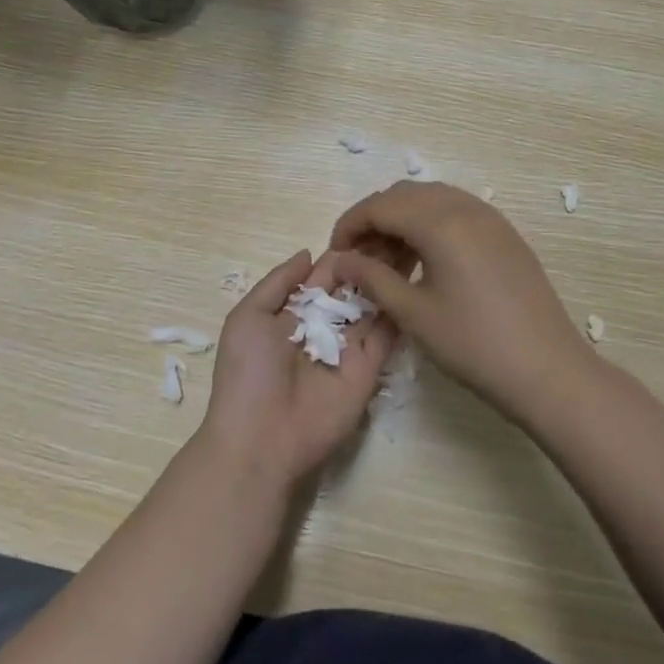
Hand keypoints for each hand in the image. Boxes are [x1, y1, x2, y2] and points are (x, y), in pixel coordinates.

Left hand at [197, 250, 398, 489]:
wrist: (260, 439)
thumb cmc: (248, 373)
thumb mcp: (248, 317)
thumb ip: (278, 281)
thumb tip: (308, 252)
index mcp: (294, 312)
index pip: (325, 274)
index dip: (345, 253)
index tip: (372, 225)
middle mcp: (324, 325)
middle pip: (354, 287)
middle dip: (373, 261)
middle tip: (402, 231)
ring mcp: (348, 347)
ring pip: (374, 306)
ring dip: (389, 279)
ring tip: (415, 246)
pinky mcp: (368, 369)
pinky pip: (387, 336)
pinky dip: (399, 311)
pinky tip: (415, 282)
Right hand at [323, 183, 594, 423]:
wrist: (547, 369)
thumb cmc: (474, 344)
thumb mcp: (414, 314)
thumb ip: (373, 278)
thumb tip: (343, 260)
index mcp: (440, 222)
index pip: (381, 205)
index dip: (351, 224)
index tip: (336, 253)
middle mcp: (466, 207)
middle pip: (405, 195)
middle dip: (376, 218)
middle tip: (360, 257)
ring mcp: (490, 218)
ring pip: (432, 199)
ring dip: (404, 219)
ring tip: (389, 261)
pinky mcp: (505, 234)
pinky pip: (457, 212)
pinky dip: (431, 225)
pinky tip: (425, 260)